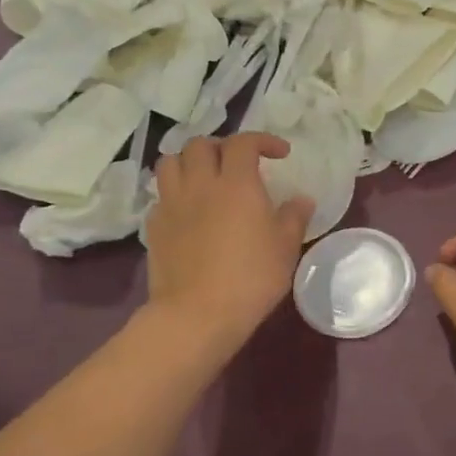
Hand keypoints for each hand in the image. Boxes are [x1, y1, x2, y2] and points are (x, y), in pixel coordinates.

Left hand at [145, 133, 313, 349]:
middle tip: (237, 164)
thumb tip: (301, 199)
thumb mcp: (286, 248)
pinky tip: (188, 211)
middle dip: (221, 147)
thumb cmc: (250, 278)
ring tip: (205, 178)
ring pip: (170, 162)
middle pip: (200, 144)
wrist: (197, 314)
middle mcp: (200, 184)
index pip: (243, 142)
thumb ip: (294, 217)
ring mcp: (172, 204)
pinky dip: (174, 193)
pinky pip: (161, 195)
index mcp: (237, 183)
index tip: (279, 154)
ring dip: (189, 162)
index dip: (262, 140)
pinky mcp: (154, 226)